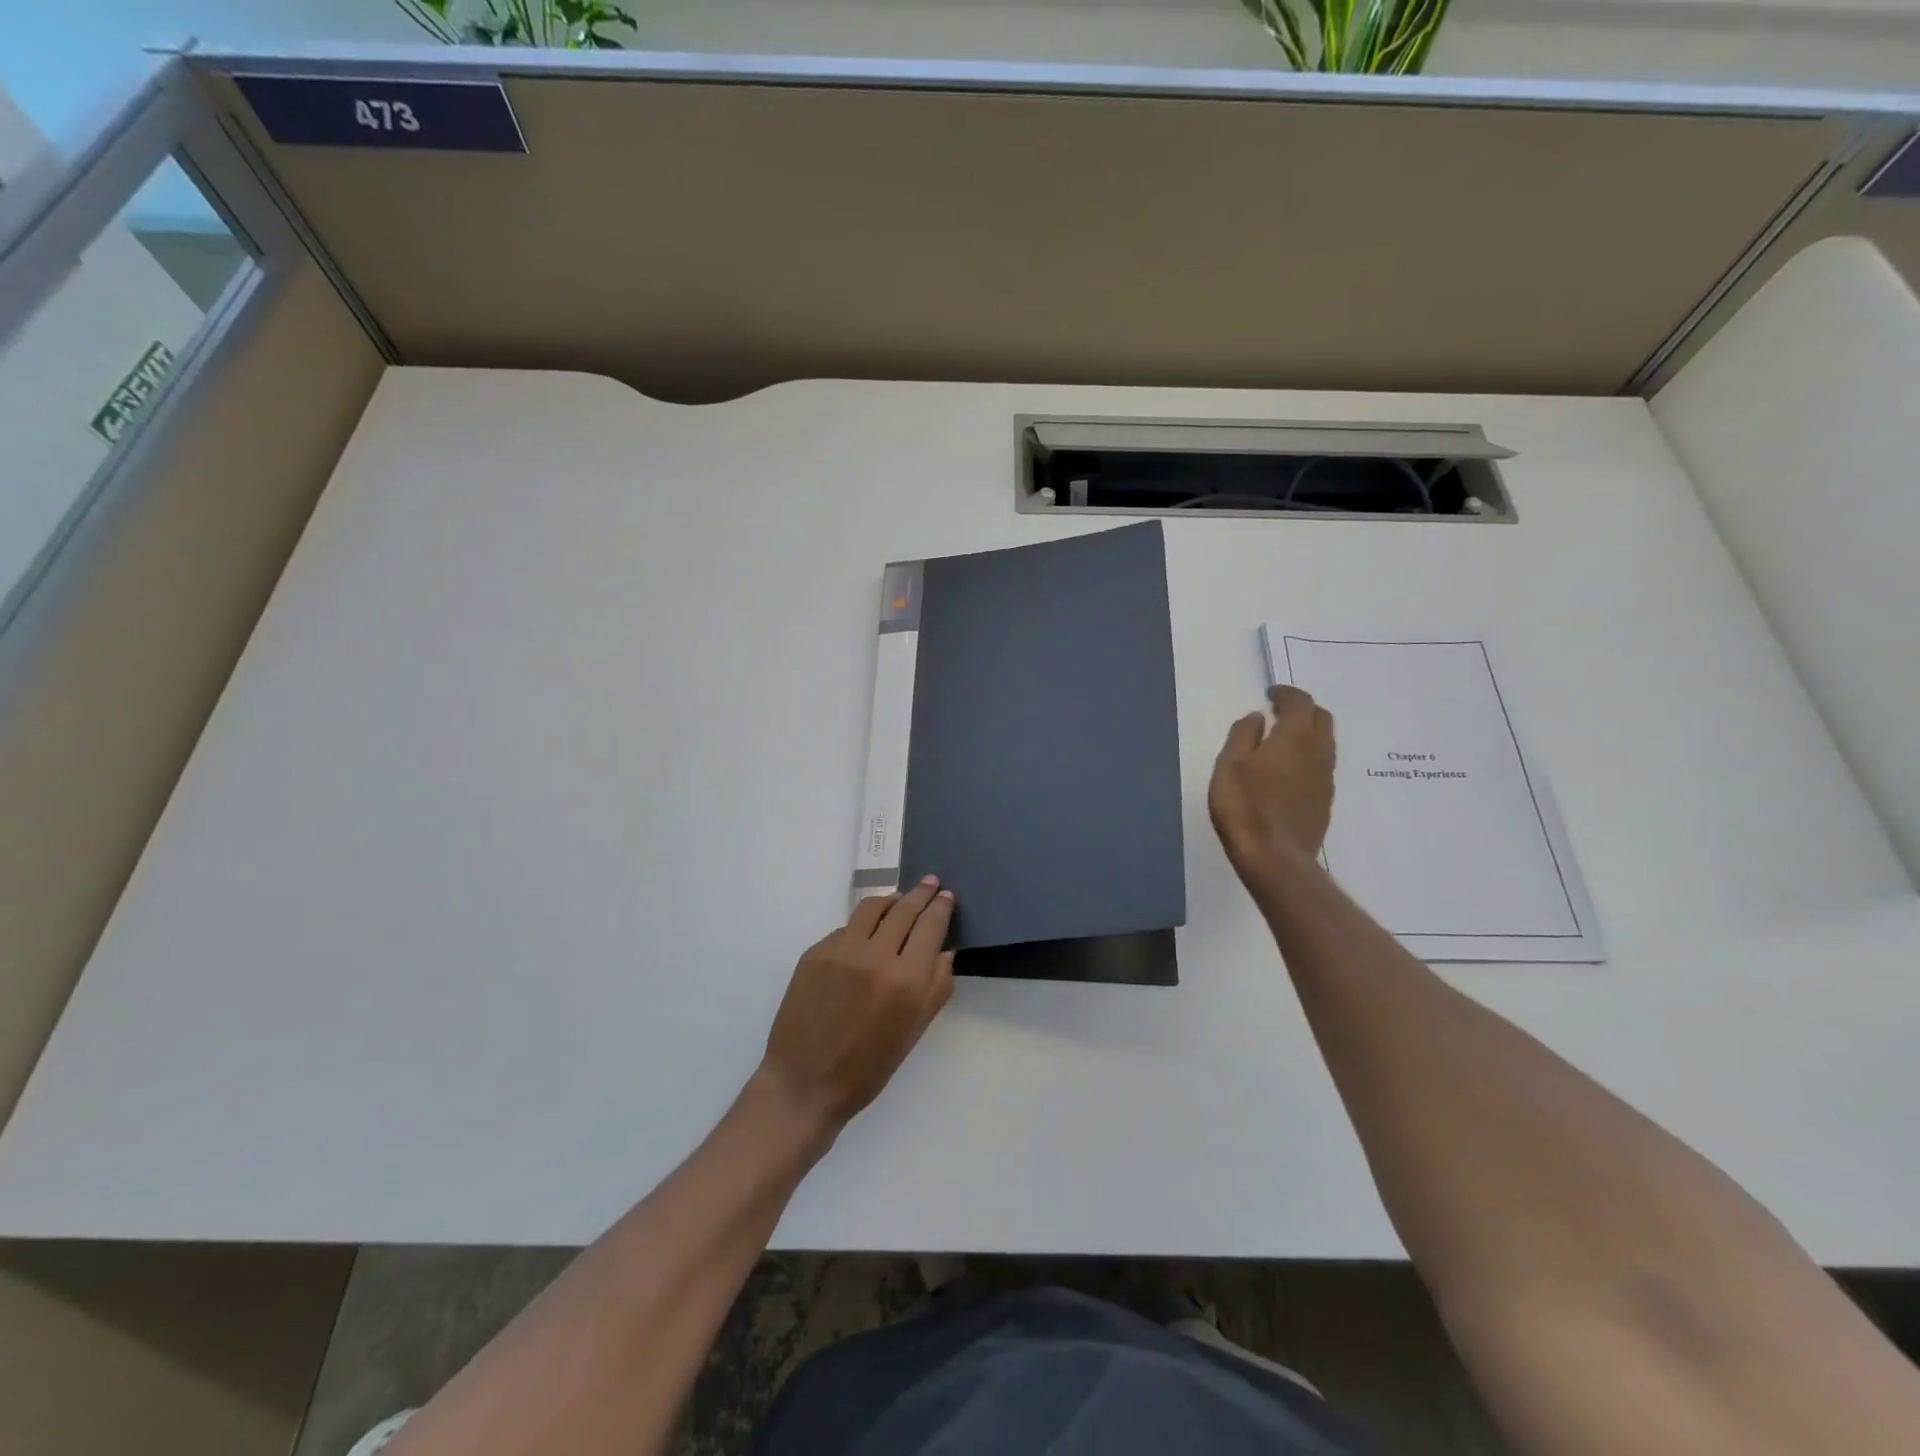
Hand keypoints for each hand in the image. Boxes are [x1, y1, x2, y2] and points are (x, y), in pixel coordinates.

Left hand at [758, 877, 955, 1137]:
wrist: (805, 1084)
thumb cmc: (868, 1069)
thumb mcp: (914, 1032)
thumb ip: (936, 987)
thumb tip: (944, 950)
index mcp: (906, 980)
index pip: (930, 926)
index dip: (941, 907)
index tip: (946, 896)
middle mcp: (875, 956)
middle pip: (904, 909)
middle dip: (921, 893)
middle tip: (930, 882)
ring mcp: (841, 950)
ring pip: (872, 908)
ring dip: (890, 900)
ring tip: (898, 899)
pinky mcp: (815, 953)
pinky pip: (845, 929)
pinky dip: (861, 928)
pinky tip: (864, 939)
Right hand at [1209, 685, 1336, 886]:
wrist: (1274, 856)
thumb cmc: (1244, 806)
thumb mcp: (1229, 765)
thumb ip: (1243, 735)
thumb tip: (1258, 718)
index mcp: (1295, 737)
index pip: (1300, 702)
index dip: (1286, 693)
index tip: (1270, 694)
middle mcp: (1318, 752)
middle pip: (1321, 719)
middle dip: (1302, 710)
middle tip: (1279, 714)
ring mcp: (1326, 778)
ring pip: (1324, 743)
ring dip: (1307, 734)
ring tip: (1282, 742)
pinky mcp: (1325, 800)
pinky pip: (1321, 766)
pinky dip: (1307, 757)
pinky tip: (1287, 771)